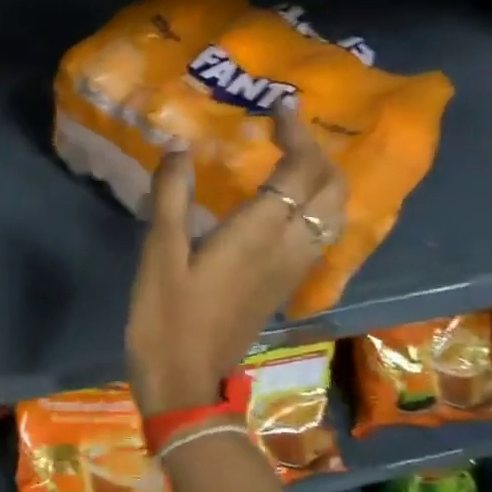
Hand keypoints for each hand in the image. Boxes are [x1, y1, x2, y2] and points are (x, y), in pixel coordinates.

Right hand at [125, 107, 344, 416]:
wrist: (186, 384)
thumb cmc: (166, 318)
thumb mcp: (159, 254)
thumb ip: (170, 197)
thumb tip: (178, 150)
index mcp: (259, 233)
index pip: (300, 170)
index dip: (296, 133)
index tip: (277, 107)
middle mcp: (288, 248)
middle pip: (331, 190)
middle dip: (318, 153)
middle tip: (286, 132)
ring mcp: (291, 271)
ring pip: (332, 215)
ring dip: (322, 181)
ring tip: (290, 161)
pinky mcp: (283, 288)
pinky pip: (318, 237)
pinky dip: (315, 209)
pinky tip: (284, 207)